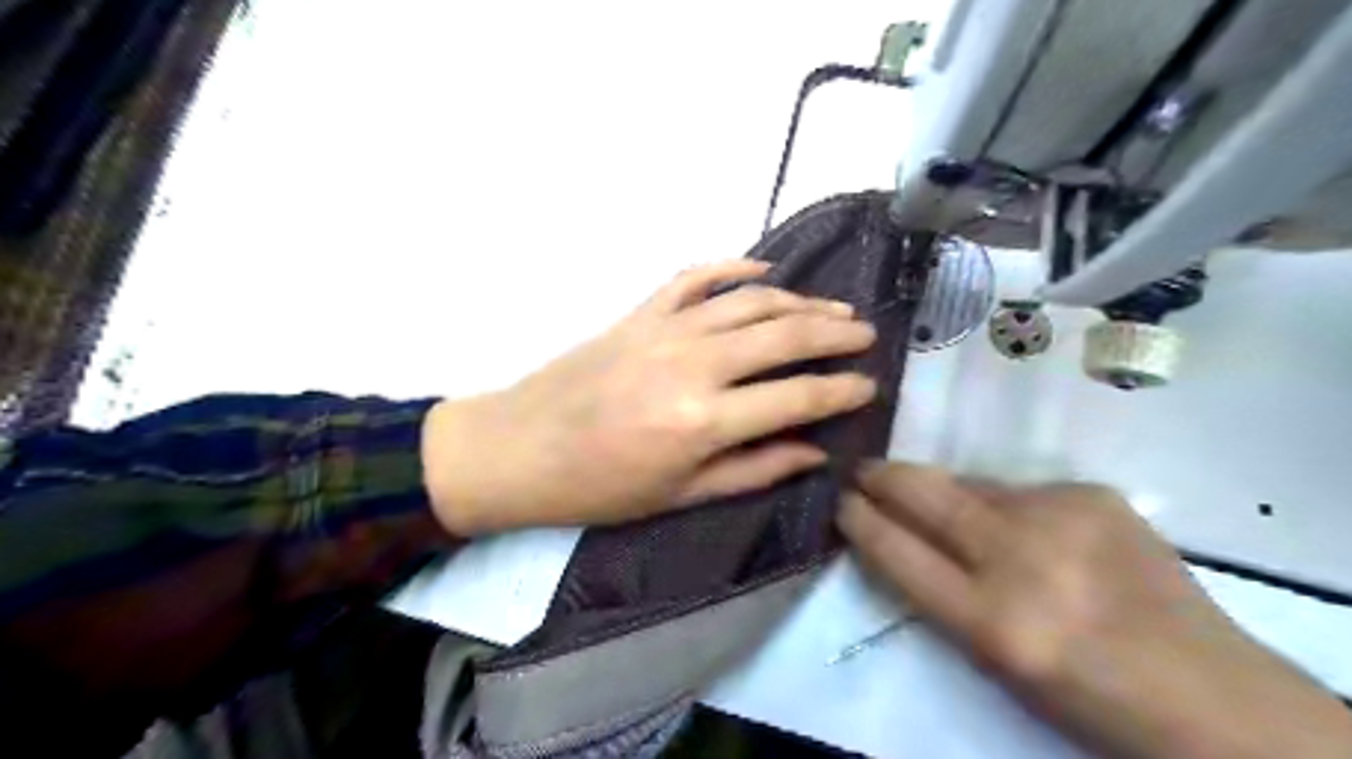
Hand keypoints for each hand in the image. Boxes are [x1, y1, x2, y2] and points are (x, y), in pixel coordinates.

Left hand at [423, 258, 878, 531]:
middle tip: (866, 334)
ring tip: (834, 307)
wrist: (521, 448)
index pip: (797, 396)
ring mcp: (667, 329)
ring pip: (750, 301)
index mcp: (706, 421)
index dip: (841, 390)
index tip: (868, 386)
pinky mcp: (641, 312)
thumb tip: (814, 451)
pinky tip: (764, 271)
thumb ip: (754, 470)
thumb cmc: (601, 487)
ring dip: (800, 300)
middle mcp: (695, 364)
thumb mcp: (681, 496)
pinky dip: (734, 268)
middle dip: (835, 332)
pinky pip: (696, 277)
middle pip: (784, 335)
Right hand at [842, 462, 1350, 758]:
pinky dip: (1004, 504)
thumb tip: (900, 532)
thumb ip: (940, 593)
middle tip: (860, 470)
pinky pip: (1019, 489)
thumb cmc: (1083, 694)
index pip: (898, 553)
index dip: (860, 522)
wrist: (1206, 689)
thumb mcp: (993, 660)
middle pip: (925, 495)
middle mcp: (1022, 557)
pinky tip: (1026, 527)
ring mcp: (1061, 516)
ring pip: (970, 483)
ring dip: (944, 492)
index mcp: (994, 622)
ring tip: (939, 501)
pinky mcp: (1092, 493)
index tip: (840, 503)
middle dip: (882, 477)